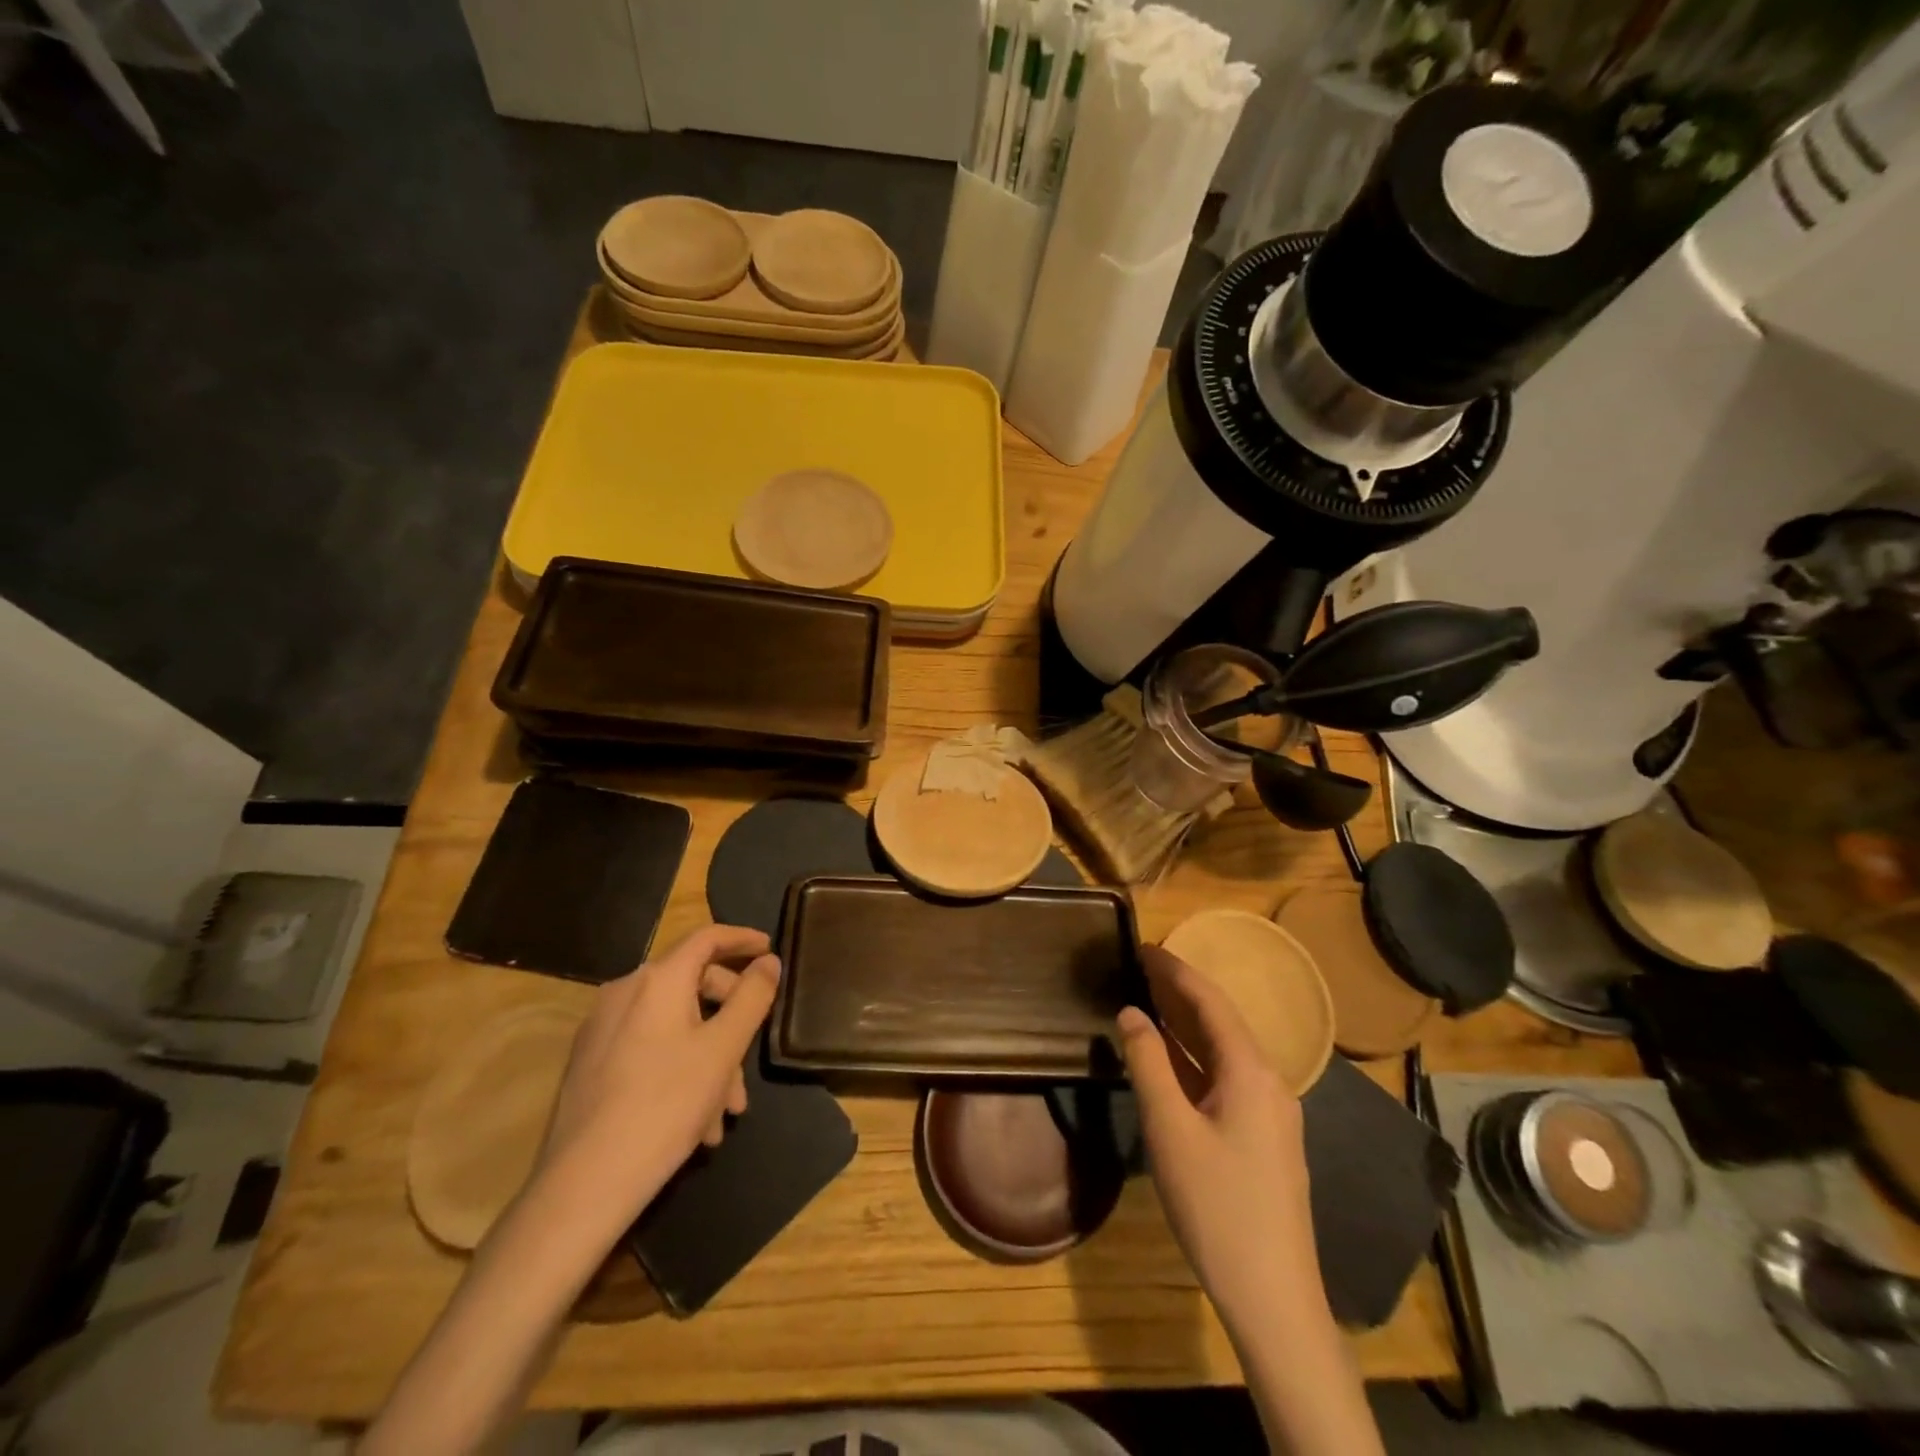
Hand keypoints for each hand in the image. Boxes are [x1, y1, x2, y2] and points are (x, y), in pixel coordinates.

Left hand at [532, 925, 780, 1248]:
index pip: (707, 938)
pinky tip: (695, 1120)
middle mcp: (624, 992)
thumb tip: (769, 962)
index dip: (742, 939)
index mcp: (657, 980)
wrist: (583, 1185)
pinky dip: (679, 1068)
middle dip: (730, 1019)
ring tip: (726, 1112)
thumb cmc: (664, 1106)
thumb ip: (752, 998)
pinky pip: (649, 1048)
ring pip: (673, 1025)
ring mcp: (602, 1029)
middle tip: (751, 1058)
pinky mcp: (590, 1064)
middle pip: (692, 984)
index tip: (770, 950)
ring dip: (708, 1057)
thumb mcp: (723, 1050)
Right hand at [1117, 945, 1323, 1333]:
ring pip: (1223, 1051)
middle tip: (1138, 966)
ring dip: (1186, 1024)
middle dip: (1179, 991)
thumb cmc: (1217, 1206)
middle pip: (1219, 1021)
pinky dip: (1195, 1058)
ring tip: (1147, 999)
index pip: (1209, 1001)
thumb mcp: (1170, 1130)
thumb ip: (1148, 1064)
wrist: (1274, 1297)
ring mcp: (1271, 1112)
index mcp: (1250, 1071)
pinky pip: (1226, 1078)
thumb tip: (1131, 1012)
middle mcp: (1268, 1081)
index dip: (1174, 970)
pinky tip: (1171, 1059)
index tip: (1142, 946)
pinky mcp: (1265, 1138)